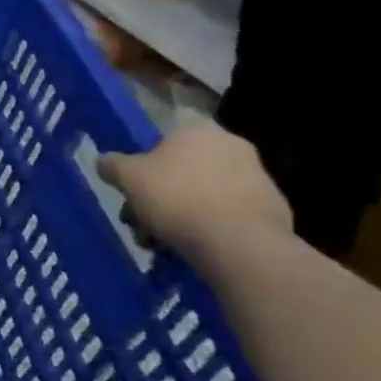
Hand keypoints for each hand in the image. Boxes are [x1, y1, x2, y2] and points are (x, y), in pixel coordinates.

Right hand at [97, 125, 292, 264]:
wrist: (240, 245)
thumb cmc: (176, 198)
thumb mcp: (127, 177)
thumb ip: (112, 164)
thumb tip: (104, 161)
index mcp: (198, 130)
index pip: (163, 144)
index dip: (145, 170)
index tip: (135, 194)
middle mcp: (233, 147)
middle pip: (185, 172)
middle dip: (162, 197)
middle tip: (144, 223)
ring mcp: (260, 179)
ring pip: (207, 195)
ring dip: (185, 216)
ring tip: (165, 244)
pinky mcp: (276, 212)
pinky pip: (232, 217)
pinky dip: (213, 229)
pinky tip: (197, 250)